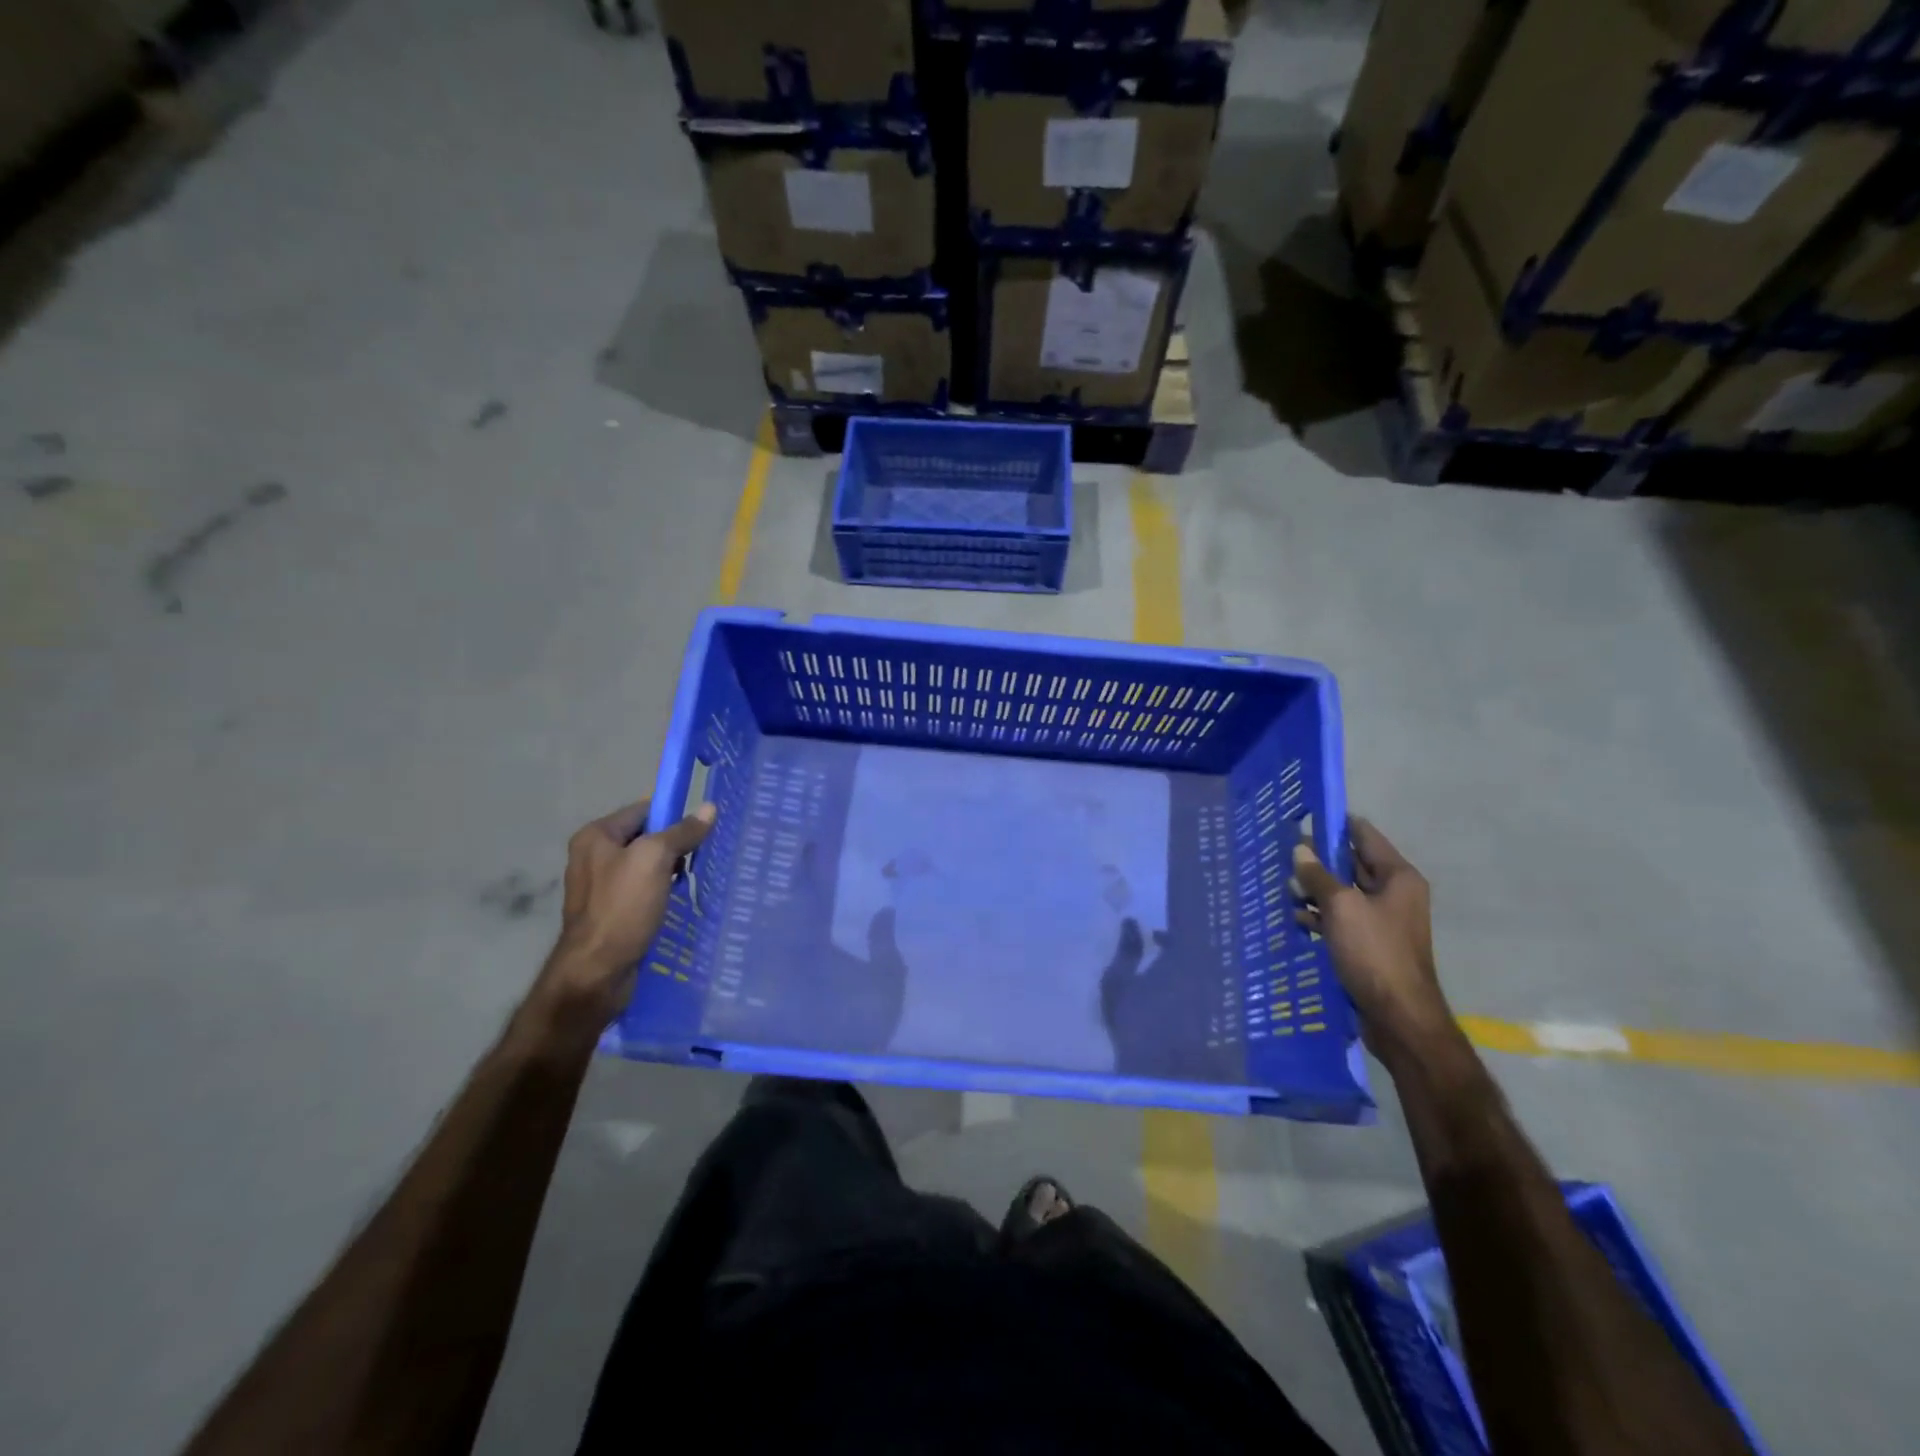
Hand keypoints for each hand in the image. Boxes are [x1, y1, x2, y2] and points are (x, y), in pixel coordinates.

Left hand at [523, 797, 716, 1043]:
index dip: (674, 815)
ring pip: (646, 867)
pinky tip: (679, 901)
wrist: (596, 972)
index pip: (643, 810)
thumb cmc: (622, 907)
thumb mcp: (655, 859)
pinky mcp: (610, 913)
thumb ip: (682, 832)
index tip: (703, 827)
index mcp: (596, 836)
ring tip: (696, 878)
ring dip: (671, 871)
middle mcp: (593, 857)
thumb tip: (709, 807)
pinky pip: (642, 891)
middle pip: (645, 838)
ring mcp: (600, 887)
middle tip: (703, 855)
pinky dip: (662, 893)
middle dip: (675, 846)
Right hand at [1292, 818, 1456, 1068]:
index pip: (1364, 835)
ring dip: (1314, 889)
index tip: (1301, 817)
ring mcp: (1381, 920)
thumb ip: (1318, 876)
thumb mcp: (1341, 907)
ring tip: (1281, 886)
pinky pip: (1339, 919)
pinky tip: (1294, 918)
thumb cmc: (1375, 953)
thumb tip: (1299, 849)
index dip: (1334, 824)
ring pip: (1341, 892)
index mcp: (1398, 877)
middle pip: (1351, 864)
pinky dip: (1318, 916)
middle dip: (1317, 859)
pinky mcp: (1368, 944)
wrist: (1398, 1017)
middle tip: (1280, 852)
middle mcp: (1393, 894)